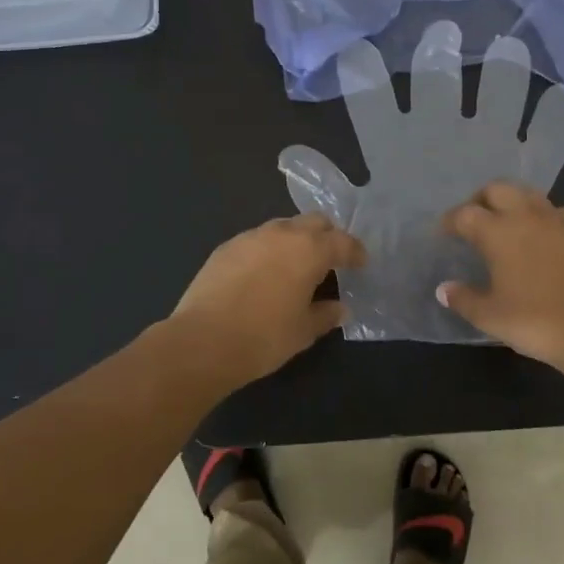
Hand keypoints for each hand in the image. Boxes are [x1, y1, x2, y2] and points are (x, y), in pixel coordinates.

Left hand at [167, 214, 365, 389]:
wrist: (203, 341)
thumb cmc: (264, 337)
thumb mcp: (303, 331)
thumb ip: (326, 315)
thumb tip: (340, 308)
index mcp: (309, 250)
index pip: (342, 242)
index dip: (356, 252)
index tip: (361, 263)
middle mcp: (282, 234)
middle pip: (314, 222)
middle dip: (327, 236)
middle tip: (331, 259)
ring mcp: (250, 237)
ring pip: (283, 227)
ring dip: (296, 240)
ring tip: (296, 265)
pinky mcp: (225, 247)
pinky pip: (256, 240)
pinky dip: (268, 250)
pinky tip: (264, 273)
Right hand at [439, 183, 563, 381]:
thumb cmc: (537, 322)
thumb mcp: (491, 317)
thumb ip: (464, 299)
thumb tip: (444, 288)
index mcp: (499, 232)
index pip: (465, 214)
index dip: (450, 221)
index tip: (444, 232)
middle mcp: (527, 215)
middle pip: (498, 189)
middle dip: (481, 199)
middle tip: (475, 219)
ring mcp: (560, 220)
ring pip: (529, 194)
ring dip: (512, 202)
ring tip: (507, 225)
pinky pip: (556, 212)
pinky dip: (541, 217)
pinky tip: (542, 238)